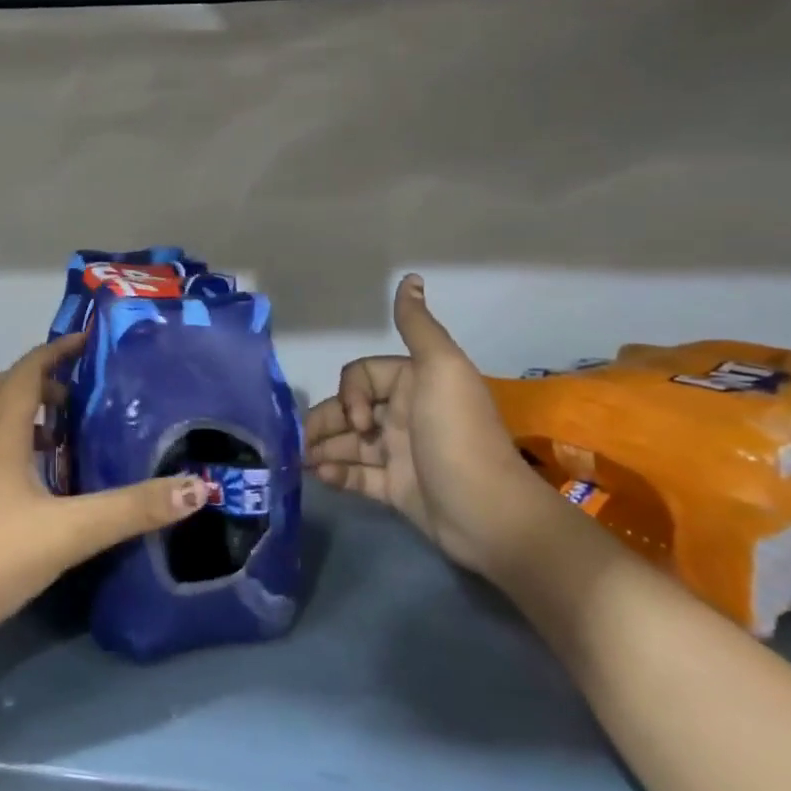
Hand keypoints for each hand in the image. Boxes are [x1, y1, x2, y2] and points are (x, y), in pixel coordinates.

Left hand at [0, 332, 210, 645]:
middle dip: (41, 382)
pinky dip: (11, 449)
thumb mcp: (66, 533)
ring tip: (64, 440)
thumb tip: (198, 488)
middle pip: (3, 389)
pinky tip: (35, 488)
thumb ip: (130, 510)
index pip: (28, 370)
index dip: (58, 350)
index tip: (88, 341)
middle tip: (79, 397)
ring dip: (24, 417)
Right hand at [304, 274, 550, 573]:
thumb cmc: (457, 435)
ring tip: (304, 461)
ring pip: (348, 442)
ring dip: (323, 447)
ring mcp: (398, 453)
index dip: (350, 393)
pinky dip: (335, 473)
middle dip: (326, 421)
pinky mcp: (395, 489)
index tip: (358, 418)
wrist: (486, 512)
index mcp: (414, 384)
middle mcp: (404, 415)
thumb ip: (418, 326)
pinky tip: (320, 476)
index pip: (361, 376)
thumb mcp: (441, 370)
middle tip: (306, 443)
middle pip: (348, 409)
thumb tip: (411, 278)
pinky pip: (356, 475)